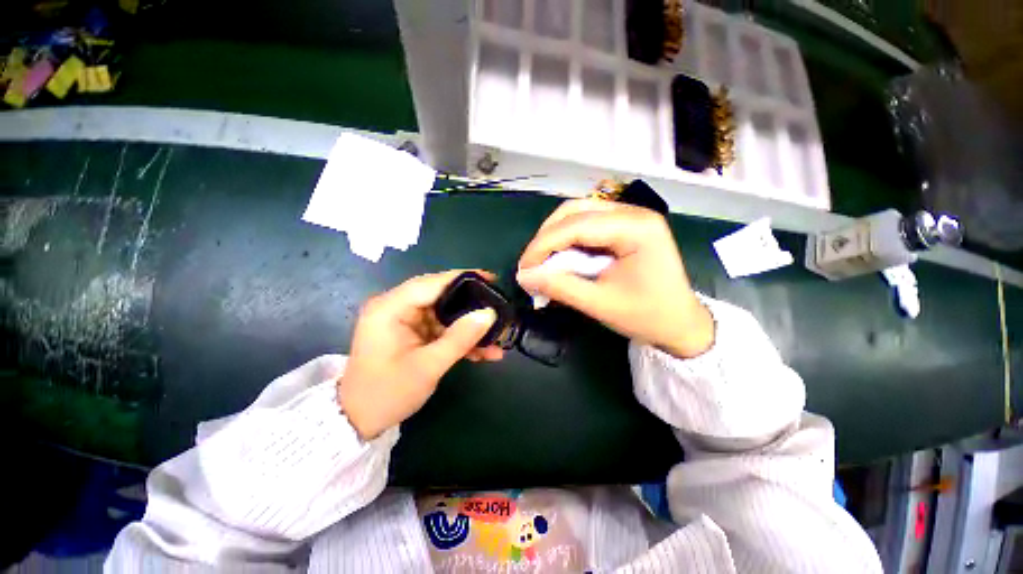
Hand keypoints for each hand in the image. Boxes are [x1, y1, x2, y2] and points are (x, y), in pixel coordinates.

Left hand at [338, 271, 504, 439]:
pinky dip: (460, 338)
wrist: (359, 421)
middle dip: (471, 304)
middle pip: (441, 295)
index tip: (492, 280)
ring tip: (497, 337)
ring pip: (445, 313)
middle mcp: (396, 307)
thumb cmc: (388, 393)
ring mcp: (405, 320)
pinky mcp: (412, 332)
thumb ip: (460, 338)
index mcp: (390, 307)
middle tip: (499, 307)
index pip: (432, 283)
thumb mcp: (428, 366)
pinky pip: (441, 328)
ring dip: (469, 326)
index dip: (464, 278)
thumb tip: (490, 313)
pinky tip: (483, 352)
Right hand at [516, 199, 713, 358]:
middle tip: (531, 264)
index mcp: (636, 228)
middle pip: (575, 211)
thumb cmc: (647, 316)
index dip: (543, 244)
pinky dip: (568, 241)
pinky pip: (587, 225)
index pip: (576, 225)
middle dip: (547, 237)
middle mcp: (633, 213)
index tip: (523, 268)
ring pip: (578, 214)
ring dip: (554, 236)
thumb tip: (524, 276)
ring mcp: (630, 217)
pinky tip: (560, 258)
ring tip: (542, 262)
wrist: (682, 324)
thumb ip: (560, 287)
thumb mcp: (600, 304)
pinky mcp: (625, 227)